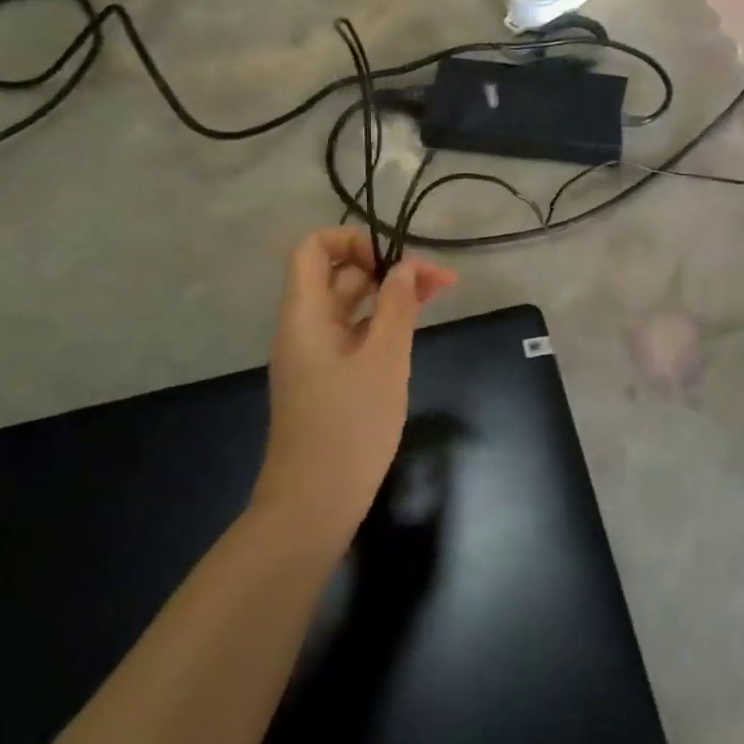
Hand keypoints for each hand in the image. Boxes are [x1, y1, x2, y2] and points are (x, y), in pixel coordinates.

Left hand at [252, 229, 456, 551]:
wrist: (314, 502)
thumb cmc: (349, 425)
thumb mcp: (384, 358)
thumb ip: (397, 305)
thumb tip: (407, 267)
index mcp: (305, 313)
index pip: (313, 248)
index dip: (351, 241)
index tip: (391, 262)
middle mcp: (305, 325)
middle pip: (339, 275)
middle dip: (387, 268)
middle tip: (439, 280)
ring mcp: (316, 353)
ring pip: (351, 304)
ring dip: (390, 294)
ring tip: (437, 295)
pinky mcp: (328, 377)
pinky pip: (354, 332)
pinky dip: (382, 322)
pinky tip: (414, 327)